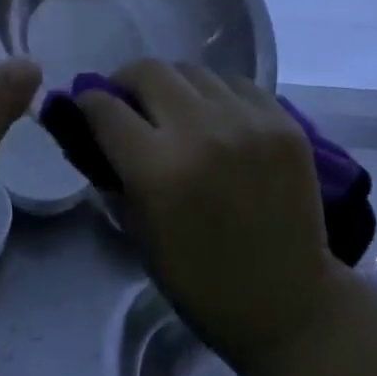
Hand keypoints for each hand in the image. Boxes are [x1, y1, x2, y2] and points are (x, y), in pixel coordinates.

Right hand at [77, 63, 342, 370]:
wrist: (289, 304)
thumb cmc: (202, 282)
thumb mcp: (139, 235)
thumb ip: (112, 176)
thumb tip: (88, 130)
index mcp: (159, 170)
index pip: (106, 108)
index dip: (88, 103)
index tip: (87, 107)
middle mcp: (201, 132)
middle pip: (148, 71)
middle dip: (128, 82)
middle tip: (130, 103)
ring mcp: (247, 121)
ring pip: (192, 70)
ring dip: (174, 87)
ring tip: (177, 111)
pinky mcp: (283, 121)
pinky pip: (236, 83)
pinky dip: (216, 95)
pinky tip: (218, 121)